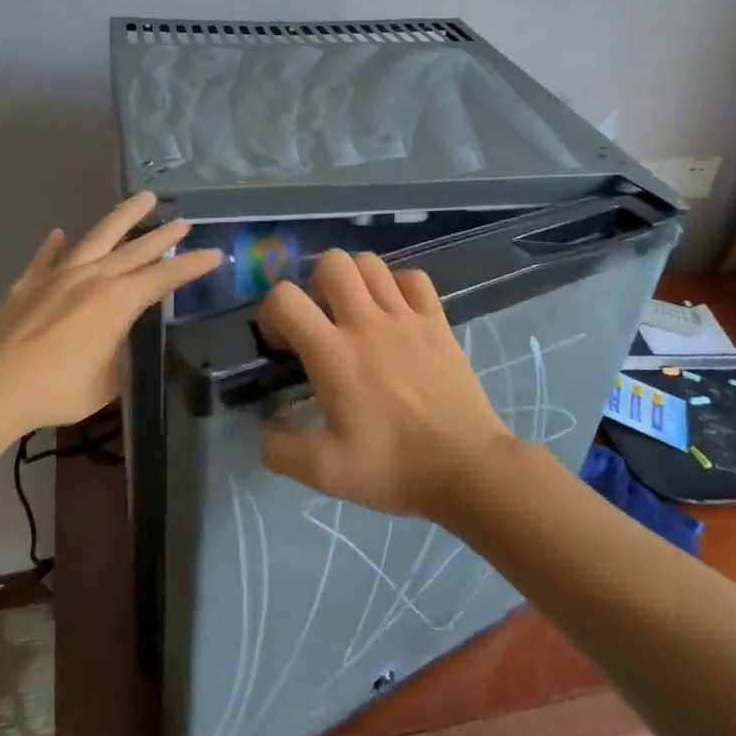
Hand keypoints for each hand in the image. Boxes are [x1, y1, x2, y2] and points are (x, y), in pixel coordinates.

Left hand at [0, 192, 222, 438]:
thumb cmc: (57, 390)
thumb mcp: (106, 383)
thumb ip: (119, 356)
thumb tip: (119, 344)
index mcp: (117, 301)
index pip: (163, 278)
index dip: (192, 266)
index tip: (214, 255)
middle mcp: (92, 278)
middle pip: (135, 250)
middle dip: (163, 235)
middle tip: (184, 222)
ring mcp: (58, 275)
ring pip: (97, 237)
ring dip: (123, 217)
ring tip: (143, 199)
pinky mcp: (29, 283)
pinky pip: (48, 257)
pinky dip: (57, 246)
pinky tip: (61, 235)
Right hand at [257, 250, 513, 518]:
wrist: (468, 469)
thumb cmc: (395, 467)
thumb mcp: (325, 473)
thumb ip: (281, 450)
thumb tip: (267, 429)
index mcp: (334, 354)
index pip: (285, 298)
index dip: (272, 312)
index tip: (283, 344)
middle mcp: (367, 323)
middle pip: (332, 262)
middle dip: (314, 283)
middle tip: (320, 319)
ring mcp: (407, 317)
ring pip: (371, 263)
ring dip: (354, 280)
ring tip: (354, 313)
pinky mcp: (438, 321)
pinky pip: (414, 278)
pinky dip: (397, 285)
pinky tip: (395, 313)